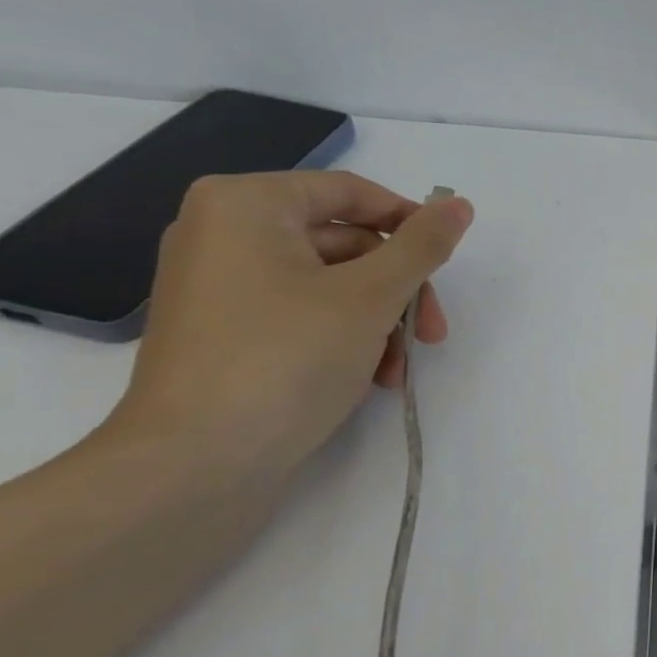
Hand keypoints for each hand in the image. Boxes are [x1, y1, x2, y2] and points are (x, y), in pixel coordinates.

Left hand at [103, 171, 473, 479]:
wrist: (196, 464)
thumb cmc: (287, 358)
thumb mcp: (371, 296)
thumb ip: (423, 245)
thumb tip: (460, 205)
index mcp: (246, 205)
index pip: (351, 192)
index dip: (410, 222)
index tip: (447, 262)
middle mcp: (224, 234)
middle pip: (346, 243)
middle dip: (398, 290)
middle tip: (430, 333)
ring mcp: (221, 287)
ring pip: (332, 285)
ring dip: (380, 322)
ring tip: (400, 367)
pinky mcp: (226, 334)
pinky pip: (303, 315)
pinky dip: (346, 339)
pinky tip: (373, 378)